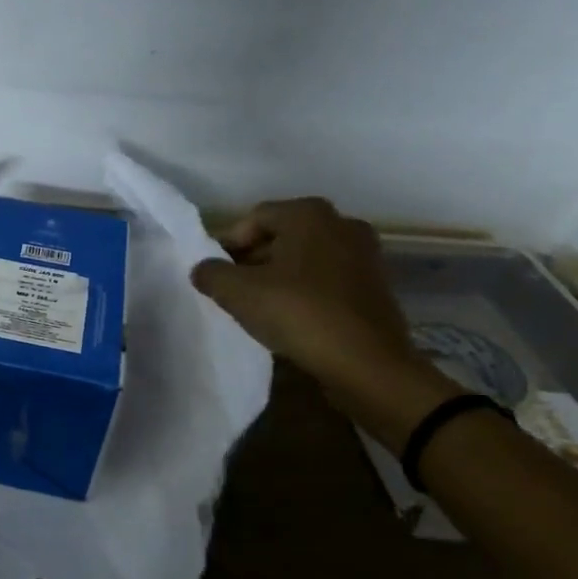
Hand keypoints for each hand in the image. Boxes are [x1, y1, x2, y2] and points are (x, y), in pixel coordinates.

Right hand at [191, 197, 457, 447]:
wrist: (369, 364)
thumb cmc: (300, 314)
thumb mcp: (239, 293)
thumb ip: (212, 274)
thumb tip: (202, 269)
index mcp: (309, 214)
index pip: (254, 218)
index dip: (227, 243)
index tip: (213, 273)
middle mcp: (341, 223)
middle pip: (282, 235)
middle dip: (252, 259)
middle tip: (231, 288)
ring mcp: (364, 254)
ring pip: (305, 258)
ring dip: (278, 276)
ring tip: (256, 305)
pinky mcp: (375, 285)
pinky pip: (326, 278)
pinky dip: (305, 290)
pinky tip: (289, 317)